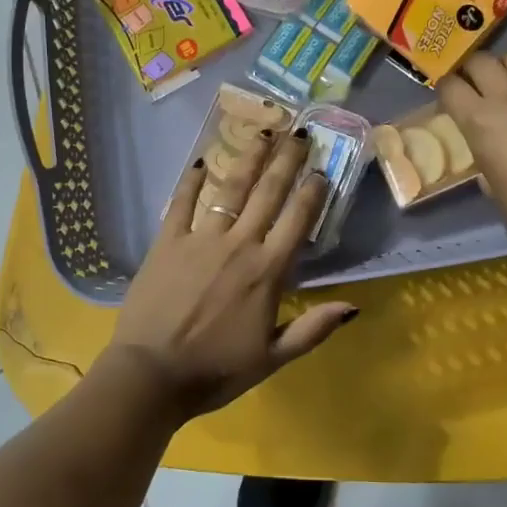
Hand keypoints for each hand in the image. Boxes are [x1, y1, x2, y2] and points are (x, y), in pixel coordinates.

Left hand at [107, 128, 358, 421]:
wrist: (152, 375)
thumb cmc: (216, 371)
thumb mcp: (272, 358)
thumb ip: (313, 329)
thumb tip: (354, 306)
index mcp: (267, 272)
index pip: (297, 221)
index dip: (312, 192)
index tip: (321, 170)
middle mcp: (238, 245)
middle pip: (268, 193)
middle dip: (286, 161)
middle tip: (299, 133)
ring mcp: (200, 240)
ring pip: (230, 189)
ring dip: (249, 158)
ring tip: (263, 132)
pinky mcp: (167, 242)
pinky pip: (181, 204)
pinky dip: (191, 182)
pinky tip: (199, 162)